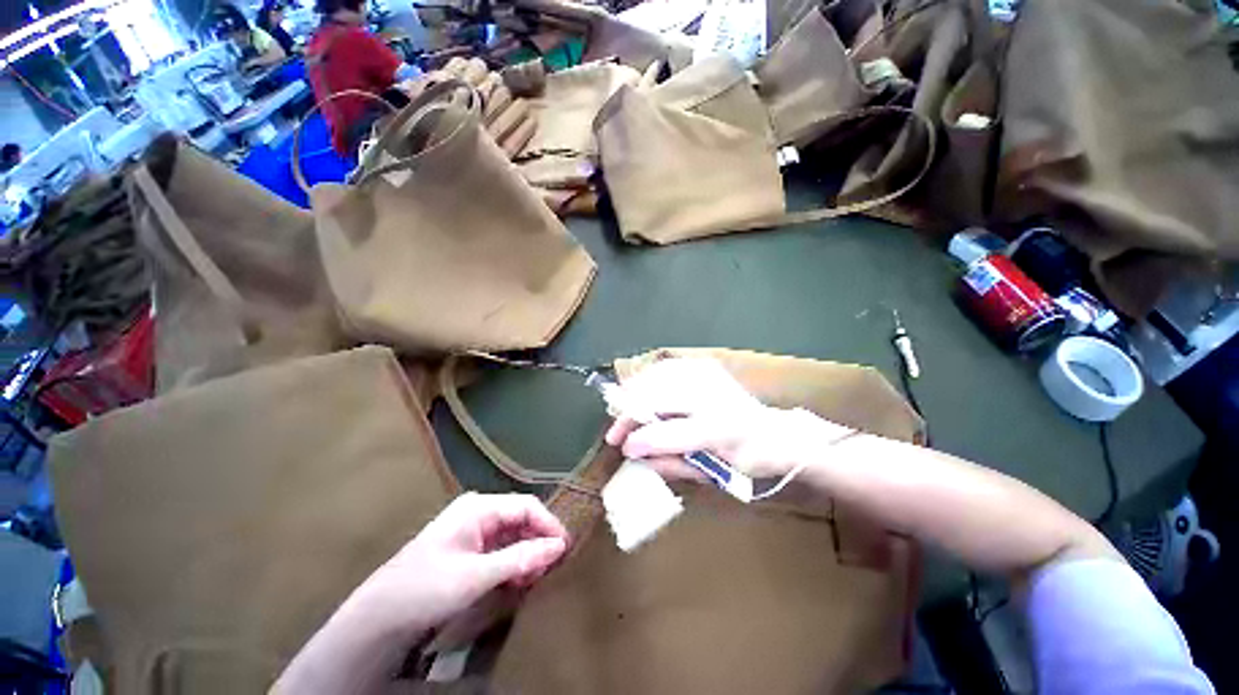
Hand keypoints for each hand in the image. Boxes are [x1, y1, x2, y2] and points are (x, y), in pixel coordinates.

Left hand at [357, 492, 568, 633]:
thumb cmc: (426, 589)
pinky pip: (500, 549)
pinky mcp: (467, 550)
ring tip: (534, 578)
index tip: (565, 548)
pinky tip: (517, 580)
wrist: (377, 620)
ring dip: (526, 555)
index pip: (526, 506)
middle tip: (550, 568)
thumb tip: (559, 546)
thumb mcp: (477, 575)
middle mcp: (478, 512)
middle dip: (537, 542)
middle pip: (520, 519)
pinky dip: (512, 563)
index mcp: (479, 507)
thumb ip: (521, 558)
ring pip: (512, 536)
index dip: (548, 525)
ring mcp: (472, 531)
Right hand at [604, 358, 851, 479]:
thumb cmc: (746, 461)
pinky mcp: (707, 367)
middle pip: (658, 399)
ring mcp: (710, 377)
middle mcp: (714, 397)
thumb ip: (672, 464)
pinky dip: (650, 378)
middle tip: (615, 433)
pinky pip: (669, 367)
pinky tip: (641, 391)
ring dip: (634, 394)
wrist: (775, 434)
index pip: (671, 433)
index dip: (641, 440)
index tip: (622, 448)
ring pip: (659, 377)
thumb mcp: (713, 474)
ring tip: (622, 412)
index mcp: (721, 430)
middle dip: (629, 415)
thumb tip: (636, 457)